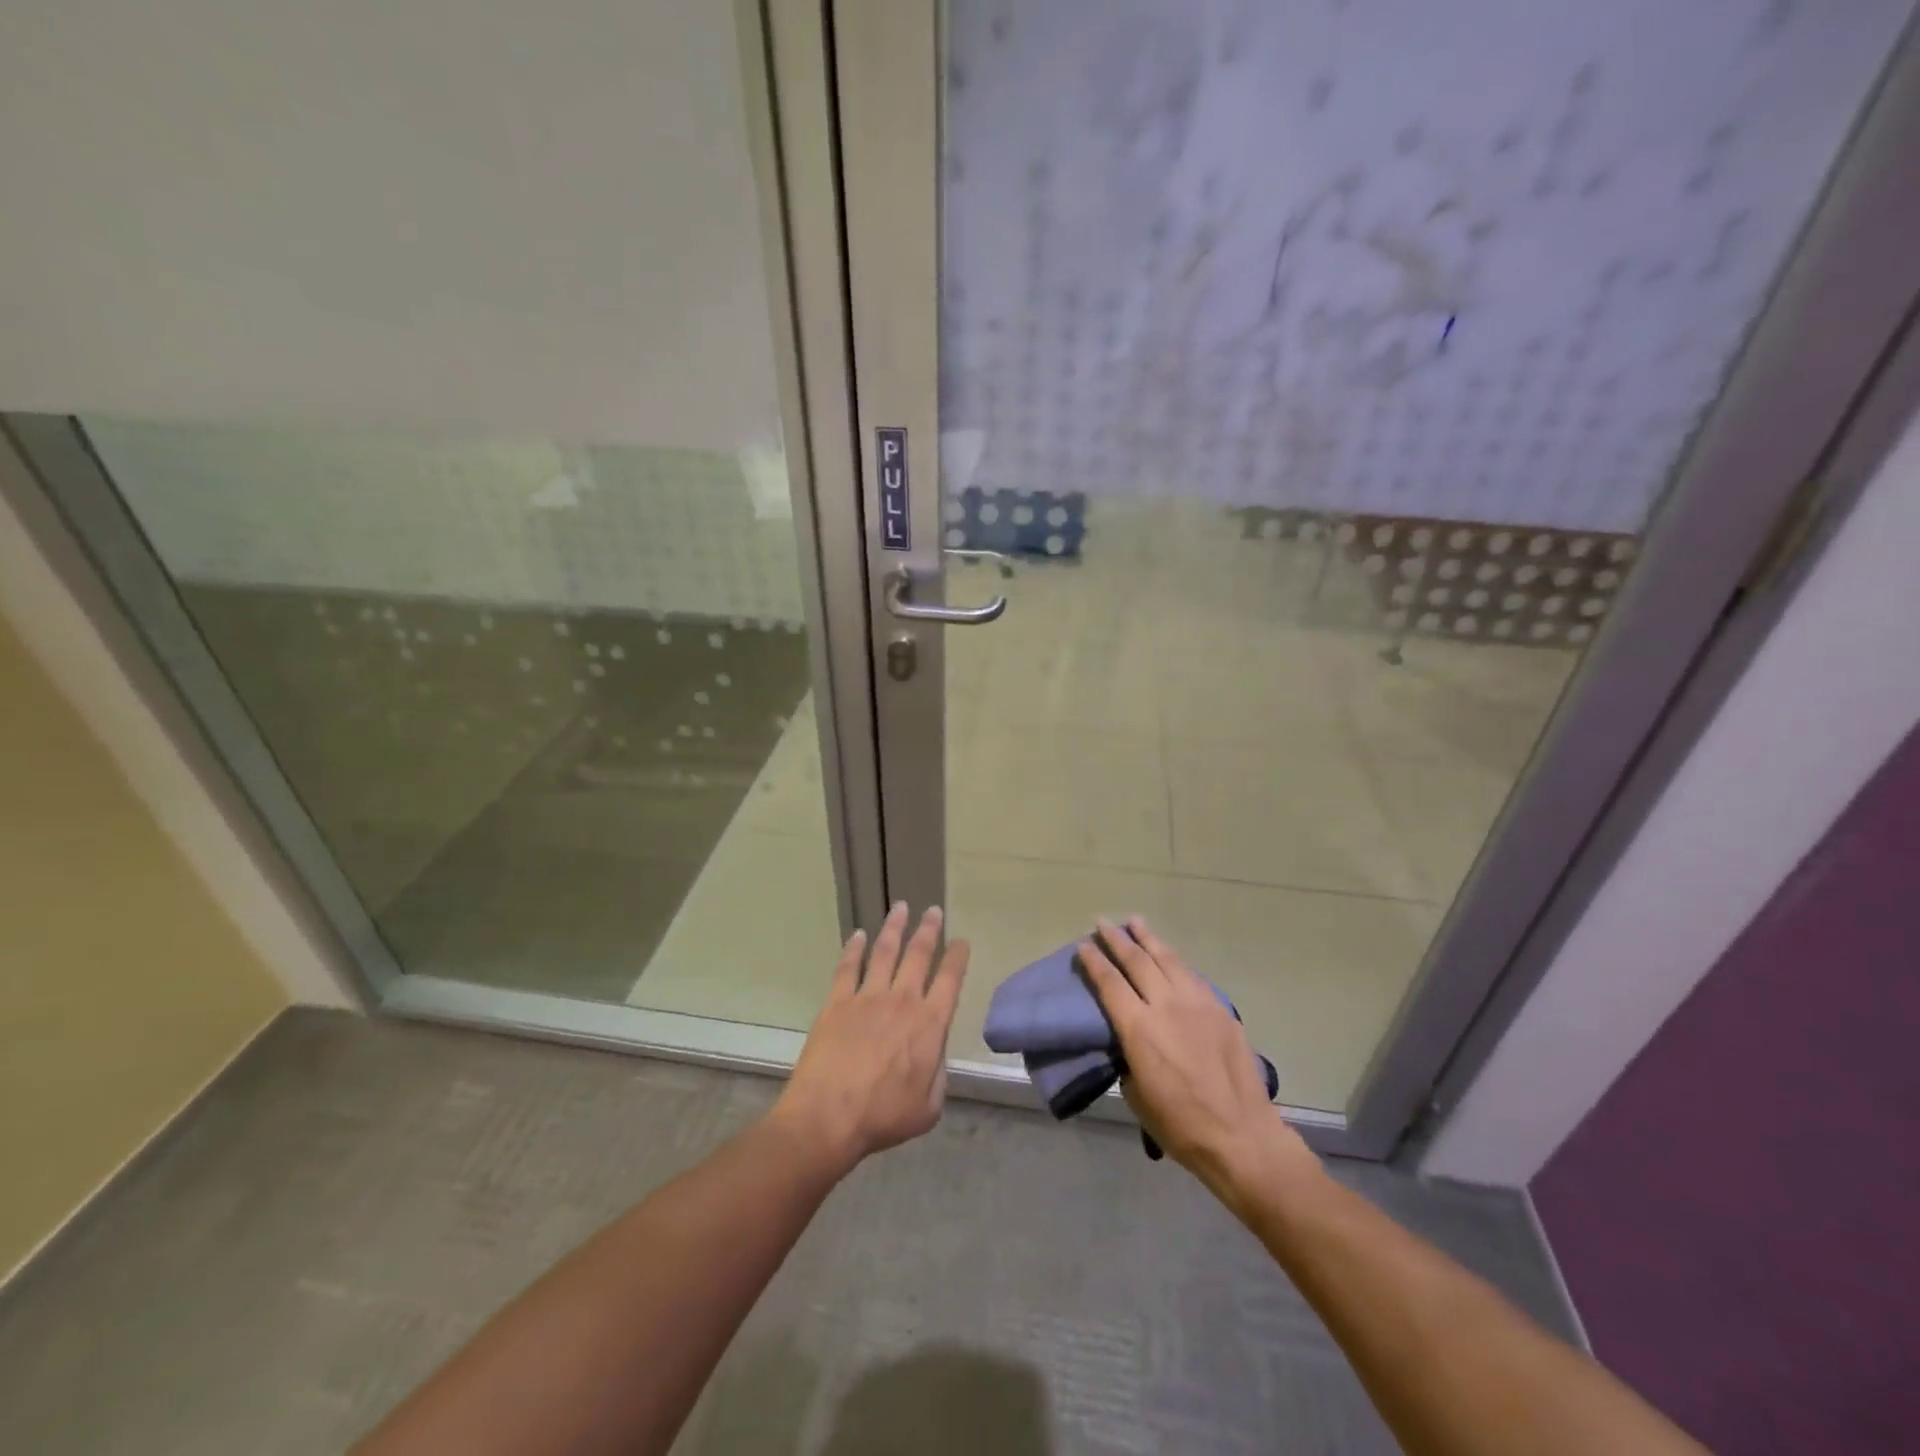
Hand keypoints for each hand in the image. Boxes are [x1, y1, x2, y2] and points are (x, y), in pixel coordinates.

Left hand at [772, 903, 968, 1173]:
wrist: (828, 1117)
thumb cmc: (883, 1117)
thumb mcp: (928, 1108)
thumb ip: (938, 1075)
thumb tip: (934, 1054)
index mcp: (930, 1024)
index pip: (950, 980)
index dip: (957, 958)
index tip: (961, 941)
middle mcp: (902, 1001)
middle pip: (919, 955)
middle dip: (929, 930)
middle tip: (933, 910)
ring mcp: (867, 997)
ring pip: (885, 951)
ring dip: (895, 927)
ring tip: (900, 907)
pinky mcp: (837, 1001)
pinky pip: (848, 967)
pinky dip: (855, 948)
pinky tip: (859, 934)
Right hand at [1078, 917, 1317, 1198]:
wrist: (1242, 1136)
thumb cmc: (1180, 1125)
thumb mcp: (1136, 1093)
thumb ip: (1128, 1055)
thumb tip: (1128, 1039)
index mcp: (1139, 1028)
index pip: (1109, 983)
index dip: (1094, 961)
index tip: (1083, 945)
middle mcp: (1166, 1005)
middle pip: (1137, 960)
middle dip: (1117, 939)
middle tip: (1103, 923)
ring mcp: (1197, 1003)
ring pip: (1168, 959)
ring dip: (1149, 938)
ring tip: (1136, 922)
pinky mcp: (1220, 1009)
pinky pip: (1192, 975)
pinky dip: (1175, 961)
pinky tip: (1170, 957)